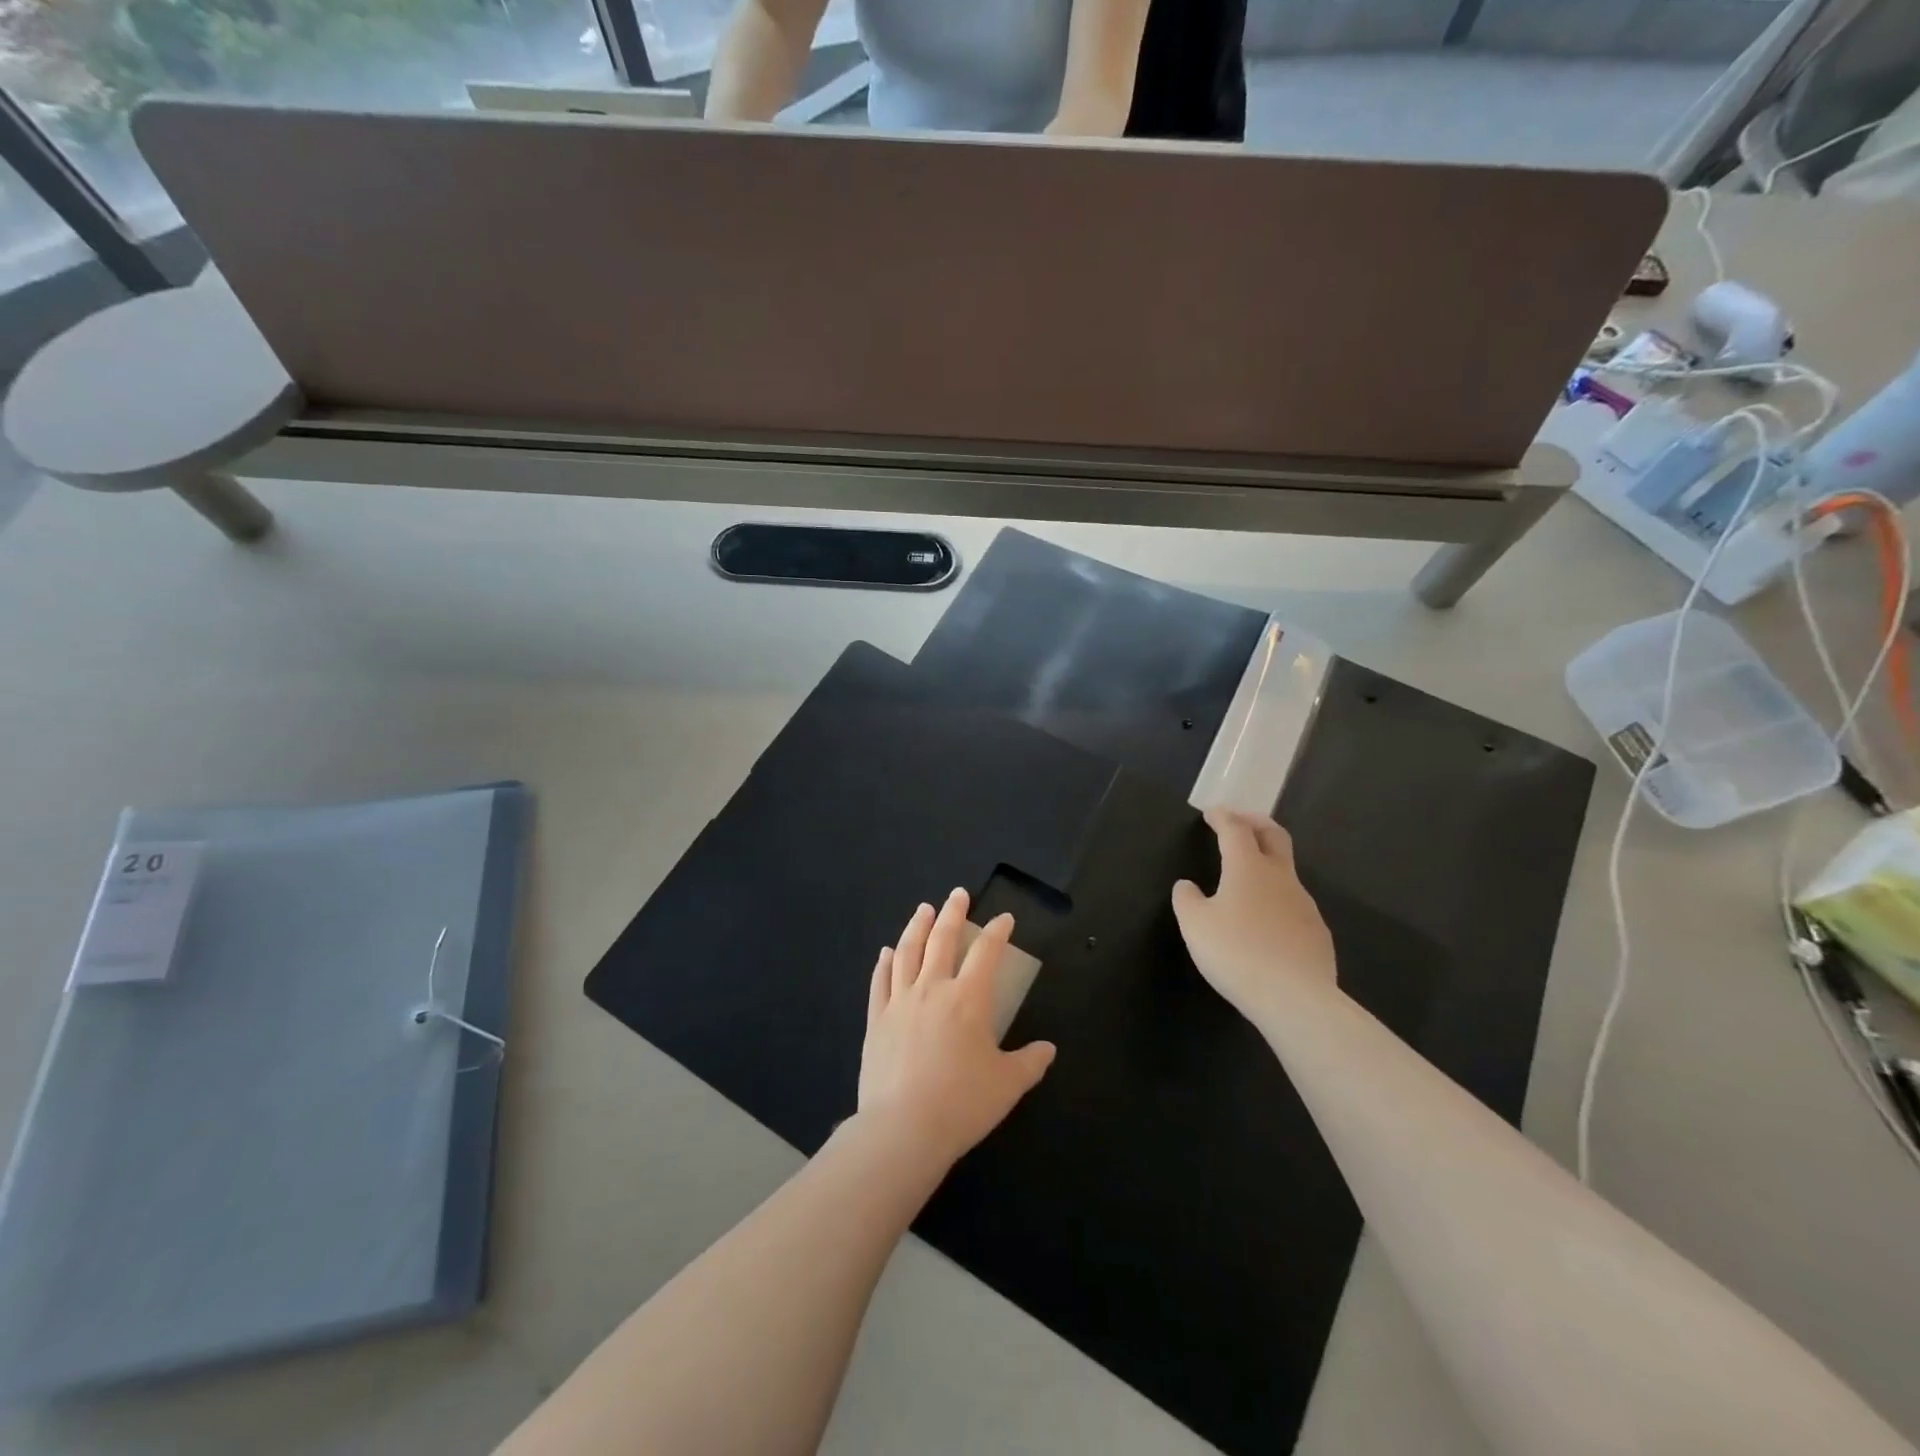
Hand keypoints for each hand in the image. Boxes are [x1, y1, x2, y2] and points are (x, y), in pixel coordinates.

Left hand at [857, 889, 1056, 1168]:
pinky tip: (887, 952)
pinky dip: (885, 962)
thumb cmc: (962, 1104)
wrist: (903, 1128)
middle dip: (953, 913)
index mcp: (968, 999)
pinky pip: (881, 981)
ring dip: (917, 926)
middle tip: (958, 894)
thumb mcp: (1008, 1085)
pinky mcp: (876, 1020)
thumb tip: (1048, 1049)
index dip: (998, 932)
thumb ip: (1030, 1062)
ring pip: (908, 951)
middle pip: (942, 939)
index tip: (1004, 919)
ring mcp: (900, 1002)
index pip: (987, 953)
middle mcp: (933, 989)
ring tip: (924, 910)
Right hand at [1172, 809, 1337, 1020]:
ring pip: (1286, 871)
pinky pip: (1294, 904)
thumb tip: (1187, 886)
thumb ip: (1187, 900)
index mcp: (1248, 867)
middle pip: (1273, 835)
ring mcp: (1304, 904)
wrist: (1295, 999)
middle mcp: (1280, 877)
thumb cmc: (1236, 953)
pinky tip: (1266, 921)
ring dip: (1267, 863)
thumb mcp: (1195, 925)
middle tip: (1239, 821)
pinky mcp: (1317, 932)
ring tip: (1247, 878)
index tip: (1211, 812)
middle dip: (1255, 822)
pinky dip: (1277, 898)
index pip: (1235, 829)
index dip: (1222, 817)